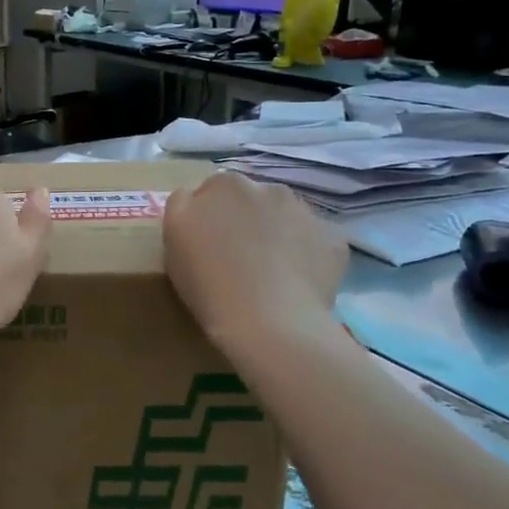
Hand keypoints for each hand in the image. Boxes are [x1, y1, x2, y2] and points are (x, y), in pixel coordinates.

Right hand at [164, 173, 347, 349]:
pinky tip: (294, 283)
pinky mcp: (334, 242)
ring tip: (268, 273)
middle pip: (252, 200)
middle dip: (245, 220)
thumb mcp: (173, 236)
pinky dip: (305, 256)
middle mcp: (270, 188)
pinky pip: (315, 243)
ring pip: (285, 219)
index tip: (205, 244)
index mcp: (226, 184)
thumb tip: (195, 197)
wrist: (269, 324)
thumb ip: (182, 203)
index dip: (207, 217)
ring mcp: (307, 214)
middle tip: (235, 259)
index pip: (211, 190)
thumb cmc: (209, 281)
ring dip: (276, 234)